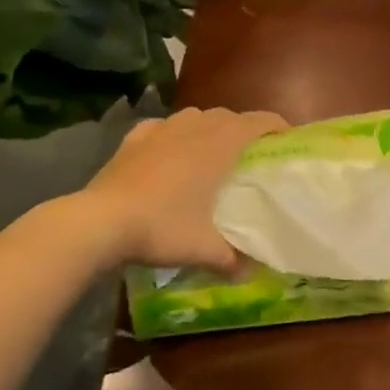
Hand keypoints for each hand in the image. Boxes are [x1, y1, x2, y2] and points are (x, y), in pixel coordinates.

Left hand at [80, 107, 288, 270]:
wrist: (100, 222)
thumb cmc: (163, 227)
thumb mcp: (204, 249)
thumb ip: (232, 259)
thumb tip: (249, 273)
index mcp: (220, 144)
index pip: (260, 121)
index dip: (279, 127)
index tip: (289, 141)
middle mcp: (194, 127)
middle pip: (229, 116)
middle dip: (245, 130)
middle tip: (252, 156)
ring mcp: (161, 129)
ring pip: (196, 116)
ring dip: (210, 128)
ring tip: (212, 152)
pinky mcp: (134, 138)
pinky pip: (162, 127)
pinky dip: (173, 134)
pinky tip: (169, 150)